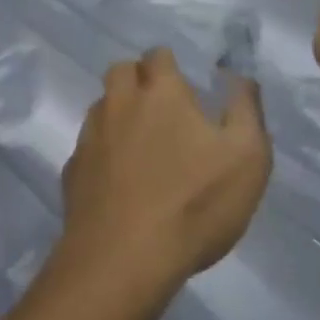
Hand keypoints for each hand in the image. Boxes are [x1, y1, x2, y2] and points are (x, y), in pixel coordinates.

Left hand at [57, 50, 271, 297]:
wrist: (123, 264)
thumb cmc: (193, 204)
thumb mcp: (247, 158)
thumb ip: (246, 109)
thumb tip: (240, 76)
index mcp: (161, 91)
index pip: (158, 55)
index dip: (170, 67)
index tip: (185, 89)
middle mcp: (120, 103)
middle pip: (121, 71)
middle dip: (137, 80)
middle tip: (159, 110)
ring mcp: (91, 137)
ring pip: (101, 107)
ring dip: (117, 115)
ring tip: (138, 145)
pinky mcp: (72, 173)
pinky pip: (86, 149)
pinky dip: (100, 155)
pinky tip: (117, 182)